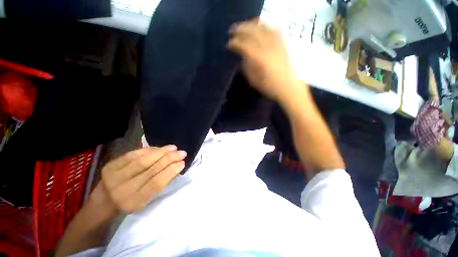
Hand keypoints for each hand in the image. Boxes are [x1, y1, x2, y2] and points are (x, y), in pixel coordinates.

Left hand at [92, 145, 186, 212]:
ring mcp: (114, 175)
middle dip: (169, 159)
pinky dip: (149, 150)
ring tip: (173, 147)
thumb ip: (160, 184)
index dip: (170, 171)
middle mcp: (122, 189)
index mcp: (133, 201)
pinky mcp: (111, 165)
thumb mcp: (146, 200)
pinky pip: (134, 154)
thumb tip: (176, 166)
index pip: (155, 183)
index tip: (182, 163)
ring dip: (161, 152)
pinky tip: (160, 148)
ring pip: (143, 159)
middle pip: (150, 169)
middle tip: (182, 152)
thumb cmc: (130, 201)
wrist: (104, 200)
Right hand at [227, 19, 302, 101]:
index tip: (228, 45)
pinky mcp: (282, 44)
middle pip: (251, 32)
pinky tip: (261, 28)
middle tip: (232, 32)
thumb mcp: (253, 80)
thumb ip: (246, 68)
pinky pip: (273, 29)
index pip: (243, 45)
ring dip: (251, 25)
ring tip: (245, 27)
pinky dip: (265, 26)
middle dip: (239, 30)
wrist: (287, 86)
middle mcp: (266, 47)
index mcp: (258, 59)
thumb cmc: (268, 86)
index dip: (234, 43)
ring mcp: (276, 44)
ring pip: (262, 27)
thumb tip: (242, 58)